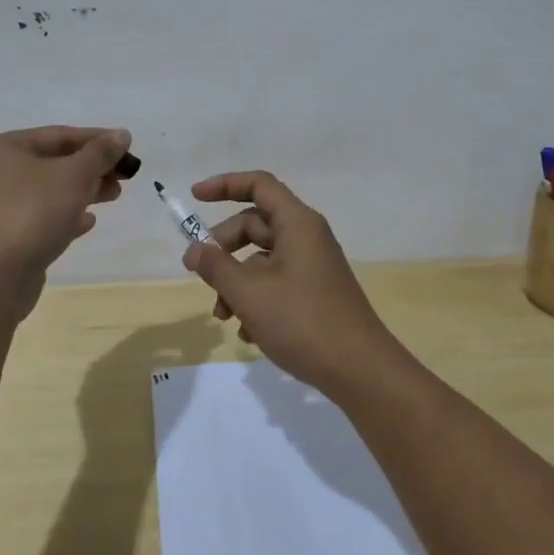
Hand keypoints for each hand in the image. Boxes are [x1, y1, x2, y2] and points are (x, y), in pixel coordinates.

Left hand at [0, 125, 131, 313]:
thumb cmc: (34, 212)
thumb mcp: (74, 175)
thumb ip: (100, 153)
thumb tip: (122, 134)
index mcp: (6, 148)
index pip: (59, 135)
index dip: (97, 139)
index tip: (128, 147)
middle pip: (55, 162)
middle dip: (92, 167)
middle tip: (124, 176)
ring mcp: (1, 205)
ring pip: (51, 190)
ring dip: (85, 190)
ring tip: (113, 195)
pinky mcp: (8, 235)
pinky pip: (43, 216)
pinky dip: (67, 215)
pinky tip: (88, 222)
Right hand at [179, 170, 403, 394]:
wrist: (359, 370)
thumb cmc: (302, 322)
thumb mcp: (249, 293)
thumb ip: (216, 267)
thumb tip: (194, 250)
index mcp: (297, 224)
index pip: (259, 185)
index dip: (225, 185)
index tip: (195, 197)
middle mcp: (307, 237)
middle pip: (256, 224)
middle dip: (224, 247)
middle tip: (201, 273)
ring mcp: (312, 266)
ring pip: (262, 258)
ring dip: (236, 281)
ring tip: (223, 316)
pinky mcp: (315, 292)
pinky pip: (277, 282)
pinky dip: (256, 299)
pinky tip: (247, 333)